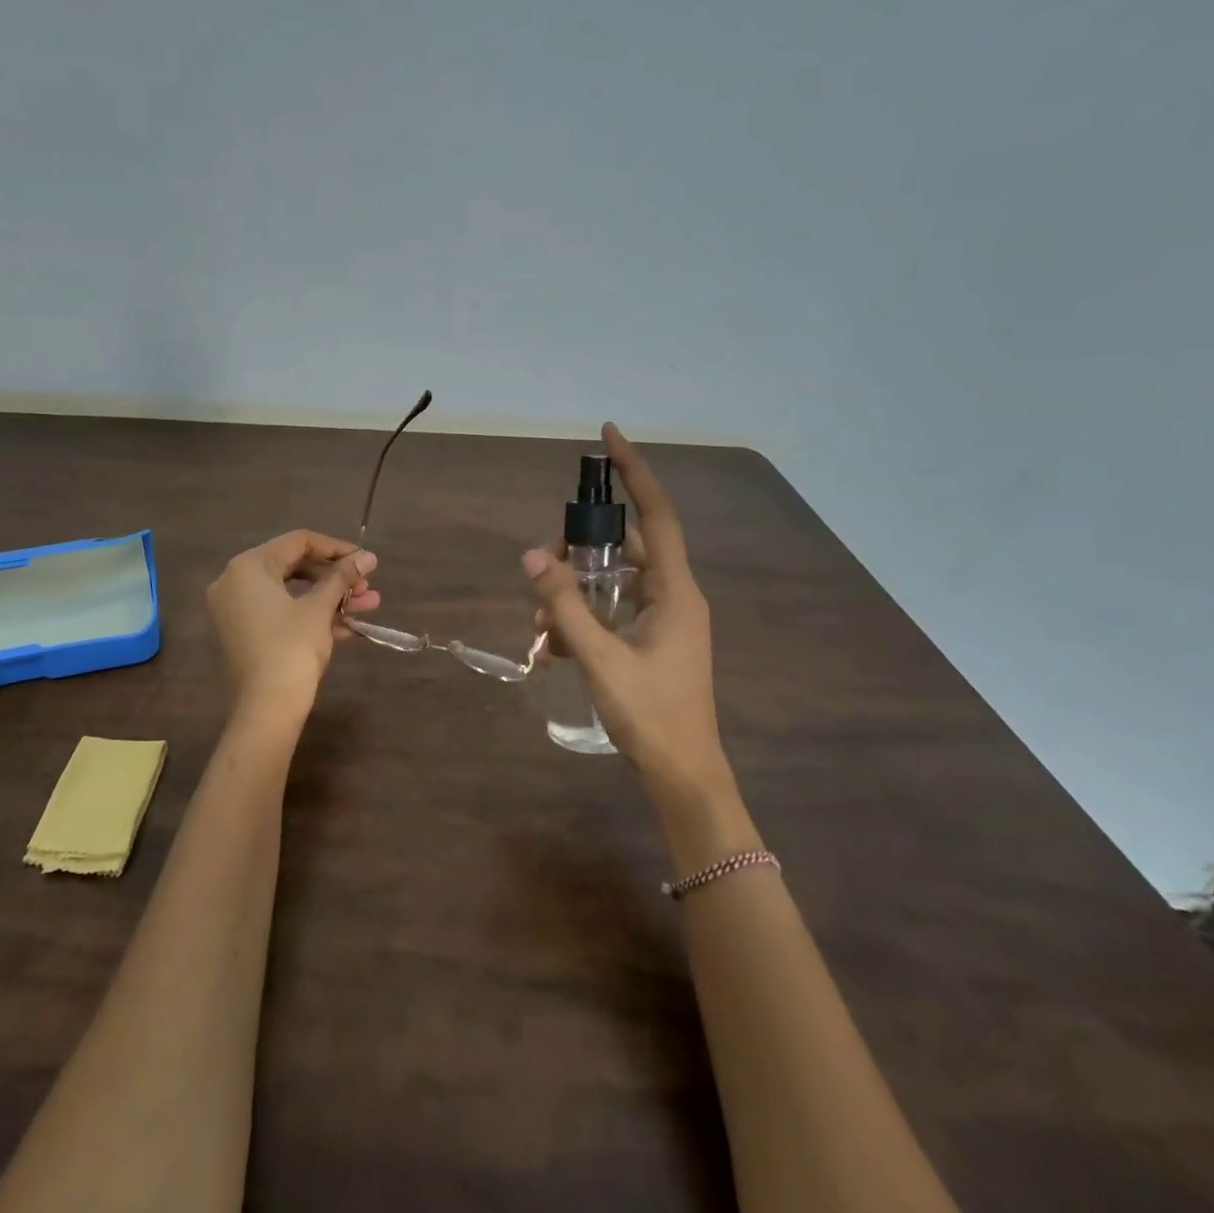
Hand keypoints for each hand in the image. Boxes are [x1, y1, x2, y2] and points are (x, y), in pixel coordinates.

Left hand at [207, 530, 379, 719]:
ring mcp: (237, 609)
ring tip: (369, 606)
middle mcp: (235, 581)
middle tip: (366, 587)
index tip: (364, 561)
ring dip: (330, 598)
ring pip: (291, 592)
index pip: (298, 542)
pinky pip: (281, 613)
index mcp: (248, 566)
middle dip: (335, 577)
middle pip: (294, 566)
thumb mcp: (320, 608)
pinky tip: (348, 626)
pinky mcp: (244, 633)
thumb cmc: (292, 648)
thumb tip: (368, 557)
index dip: (336, 548)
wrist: (267, 709)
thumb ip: (343, 576)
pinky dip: (311, 616)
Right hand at [522, 424, 725, 790]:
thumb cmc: (650, 715)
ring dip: (577, 589)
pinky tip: (555, 642)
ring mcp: (666, 619)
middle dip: (581, 549)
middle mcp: (675, 596)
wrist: (684, 776)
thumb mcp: (598, 657)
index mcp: (675, 591)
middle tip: (542, 566)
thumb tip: (530, 555)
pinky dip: (585, 615)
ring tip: (542, 617)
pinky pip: (615, 609)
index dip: (634, 472)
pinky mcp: (654, 640)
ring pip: (615, 581)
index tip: (608, 436)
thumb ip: (563, 605)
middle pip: (626, 547)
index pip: (656, 515)